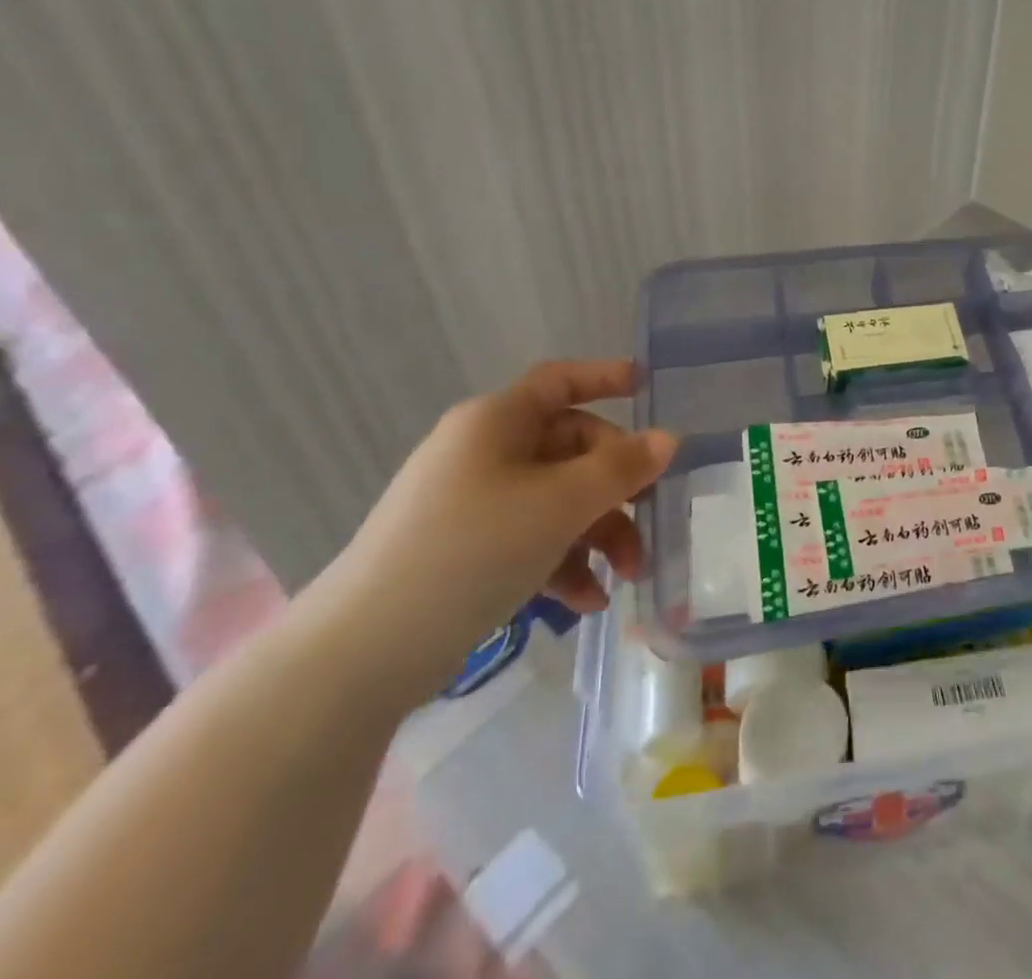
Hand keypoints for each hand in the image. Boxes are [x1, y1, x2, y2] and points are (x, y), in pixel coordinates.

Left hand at [314, 359, 676, 704]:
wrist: (363, 652)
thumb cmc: (472, 550)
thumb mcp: (561, 504)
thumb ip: (622, 469)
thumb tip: (668, 439)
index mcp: (498, 422)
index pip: (560, 381)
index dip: (606, 377)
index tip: (649, 388)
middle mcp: (484, 452)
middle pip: (571, 449)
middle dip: (616, 487)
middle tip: (649, 521)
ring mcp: (472, 502)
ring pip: (557, 499)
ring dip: (598, 532)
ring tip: (626, 576)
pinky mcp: (464, 550)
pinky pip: (530, 538)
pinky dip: (563, 562)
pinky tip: (587, 601)